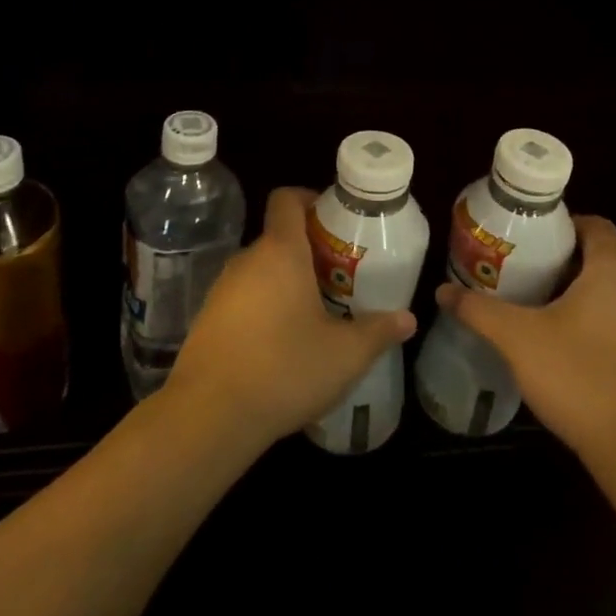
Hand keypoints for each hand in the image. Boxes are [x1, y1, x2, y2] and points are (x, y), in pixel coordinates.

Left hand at [164, 187, 416, 449]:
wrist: (208, 416)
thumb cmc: (284, 370)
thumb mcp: (345, 355)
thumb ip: (378, 331)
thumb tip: (407, 319)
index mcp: (280, 252)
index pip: (287, 199)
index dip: (310, 199)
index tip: (336, 222)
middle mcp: (246, 260)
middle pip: (279, 237)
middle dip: (310, 252)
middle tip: (341, 279)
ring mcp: (221, 289)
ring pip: (261, 270)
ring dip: (287, 282)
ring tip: (317, 314)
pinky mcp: (208, 319)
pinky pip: (244, 298)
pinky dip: (265, 307)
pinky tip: (283, 344)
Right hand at [436, 215, 615, 473]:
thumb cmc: (580, 378)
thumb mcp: (518, 340)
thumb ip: (478, 310)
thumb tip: (443, 291)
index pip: (594, 224)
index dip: (561, 225)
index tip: (528, 240)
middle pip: (602, 257)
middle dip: (563, 261)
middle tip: (522, 272)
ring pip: (614, 291)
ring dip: (580, 293)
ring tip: (538, 307)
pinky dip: (598, 321)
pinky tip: (567, 347)